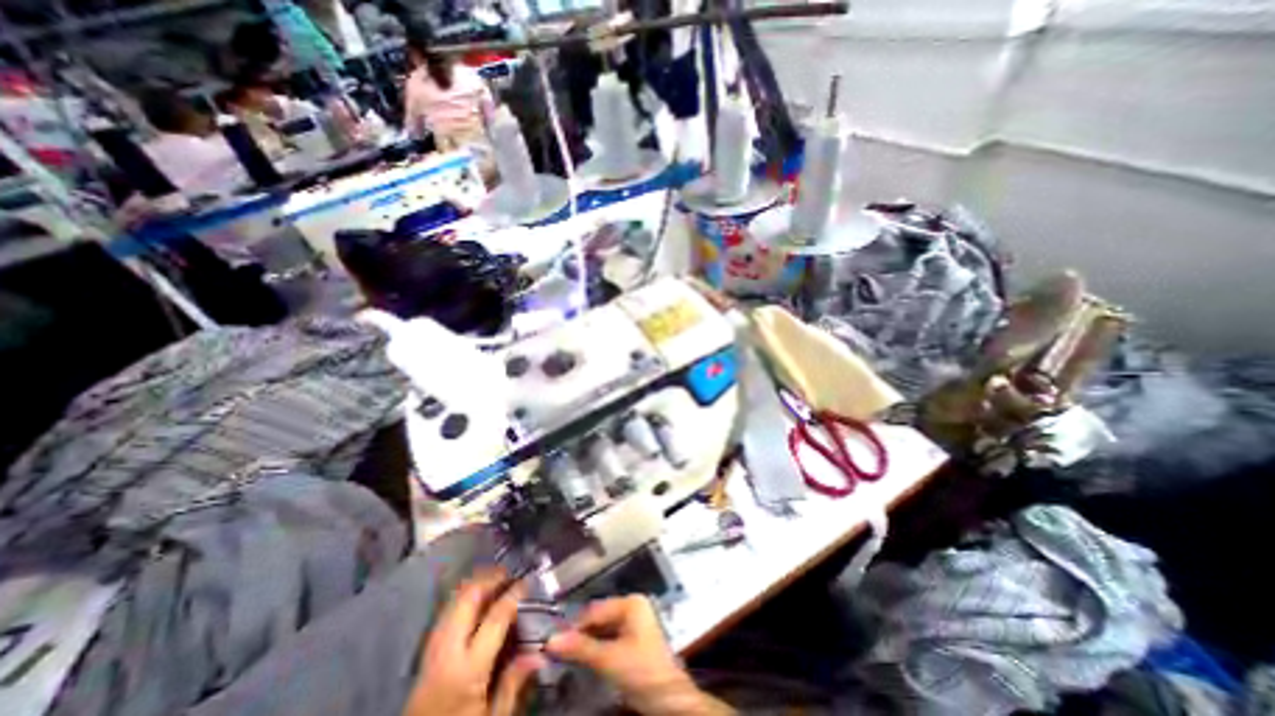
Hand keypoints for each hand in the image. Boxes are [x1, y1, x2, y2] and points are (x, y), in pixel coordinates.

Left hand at [398, 569, 536, 715]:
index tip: (528, 581)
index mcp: (468, 668)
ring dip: (475, 584)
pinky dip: (462, 597)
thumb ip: (513, 683)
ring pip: (453, 600)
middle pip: (468, 598)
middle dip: (490, 579)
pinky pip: (446, 611)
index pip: (496, 616)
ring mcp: (432, 647)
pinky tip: (474, 599)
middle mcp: (447, 650)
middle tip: (510, 573)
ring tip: (494, 579)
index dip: (514, 594)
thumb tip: (539, 653)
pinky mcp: (425, 651)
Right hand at [544, 593, 731, 714]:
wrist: (669, 699)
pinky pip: (612, 637)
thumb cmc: (640, 670)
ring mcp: (637, 622)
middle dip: (582, 633)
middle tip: (560, 650)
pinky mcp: (637, 638)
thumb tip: (551, 640)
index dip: (575, 626)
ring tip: (571, 655)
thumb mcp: (608, 659)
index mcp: (631, 602)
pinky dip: (599, 647)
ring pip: (605, 628)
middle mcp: (634, 606)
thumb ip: (580, 648)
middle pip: (601, 618)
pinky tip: (588, 658)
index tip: (555, 641)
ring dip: (589, 641)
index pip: (596, 610)